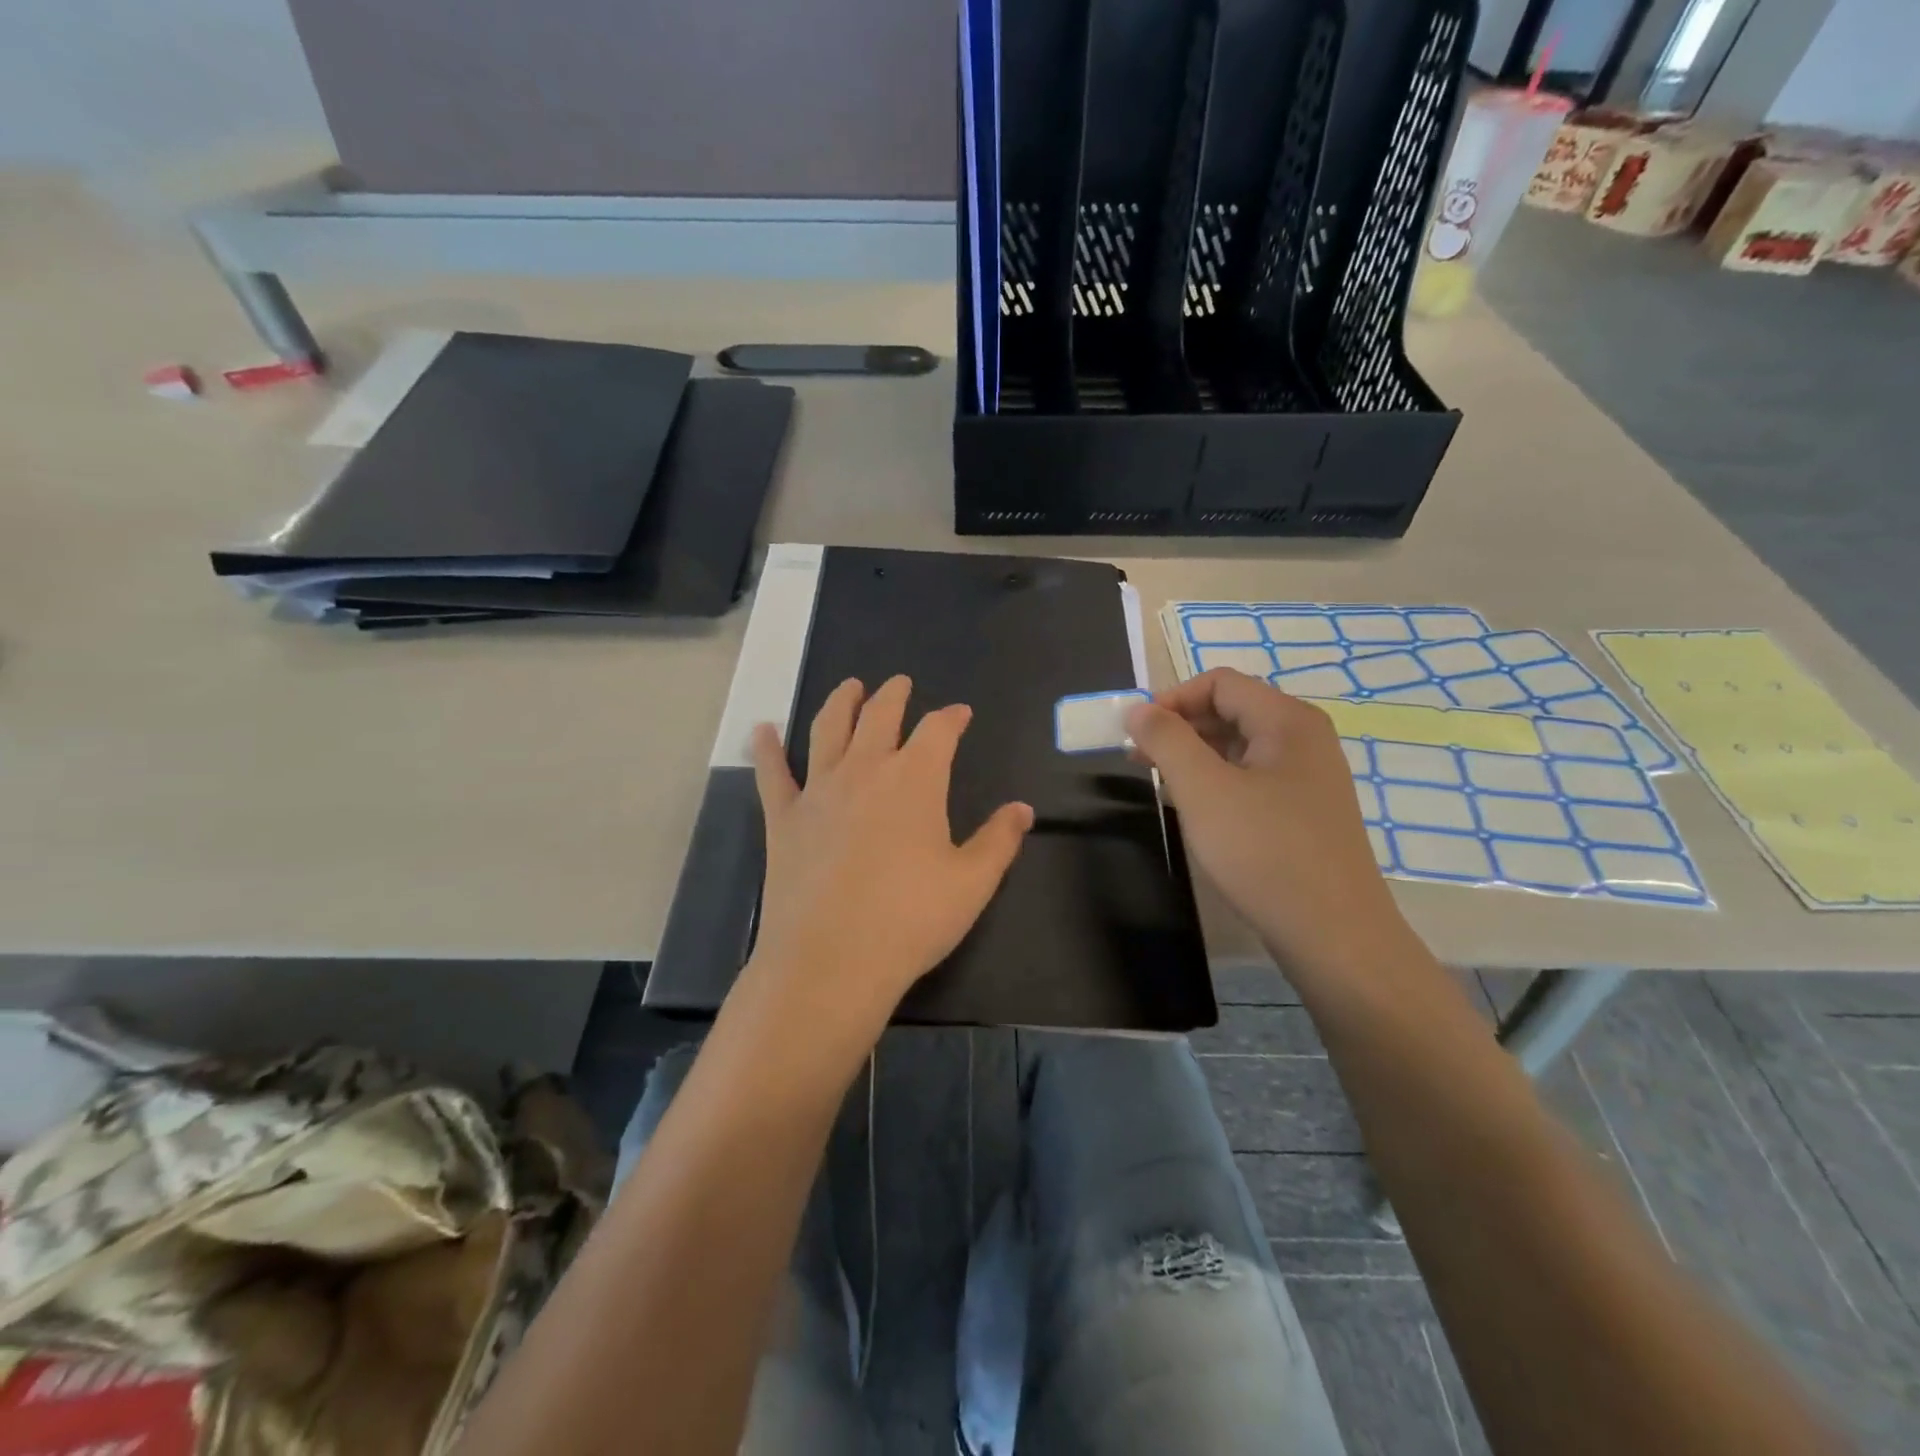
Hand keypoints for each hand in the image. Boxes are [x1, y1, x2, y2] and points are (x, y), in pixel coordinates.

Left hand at [746, 675, 1033, 1031]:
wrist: (830, 960)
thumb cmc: (910, 919)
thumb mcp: (972, 883)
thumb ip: (999, 840)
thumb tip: (1022, 809)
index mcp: (916, 779)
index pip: (938, 731)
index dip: (952, 718)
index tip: (960, 714)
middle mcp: (865, 770)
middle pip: (880, 716)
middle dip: (894, 695)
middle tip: (900, 683)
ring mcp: (819, 790)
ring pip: (828, 729)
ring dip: (841, 702)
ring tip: (849, 687)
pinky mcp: (783, 818)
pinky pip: (772, 773)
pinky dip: (766, 748)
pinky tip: (762, 730)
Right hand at [1125, 669, 1407, 978]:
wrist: (1334, 935)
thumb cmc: (1264, 852)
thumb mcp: (1203, 790)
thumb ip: (1166, 740)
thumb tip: (1138, 709)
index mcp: (1287, 720)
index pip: (1219, 682)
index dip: (1171, 698)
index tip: (1135, 733)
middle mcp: (1305, 739)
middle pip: (1232, 709)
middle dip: (1179, 726)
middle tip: (1139, 759)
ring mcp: (1310, 777)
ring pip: (1241, 746)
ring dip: (1195, 755)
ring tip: (1161, 784)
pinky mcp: (1306, 812)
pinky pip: (1254, 777)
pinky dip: (1218, 781)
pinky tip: (1198, 809)